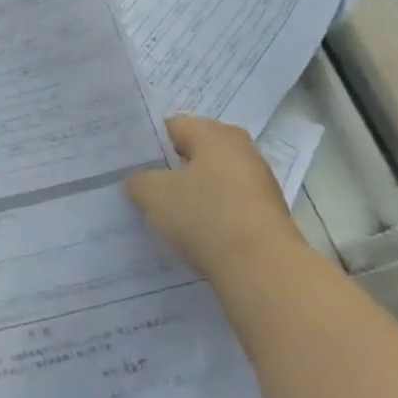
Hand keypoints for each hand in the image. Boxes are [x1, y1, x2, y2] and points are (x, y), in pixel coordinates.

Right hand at [126, 116, 302, 286]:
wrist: (264, 270)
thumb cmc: (206, 216)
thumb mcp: (153, 195)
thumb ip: (139, 180)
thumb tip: (140, 181)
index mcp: (214, 133)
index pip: (171, 127)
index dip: (148, 145)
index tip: (130, 166)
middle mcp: (241, 148)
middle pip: (194, 153)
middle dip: (170, 169)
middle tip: (144, 187)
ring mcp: (259, 181)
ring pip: (212, 180)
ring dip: (192, 193)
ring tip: (166, 215)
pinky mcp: (267, 213)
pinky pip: (228, 205)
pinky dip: (211, 215)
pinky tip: (195, 233)